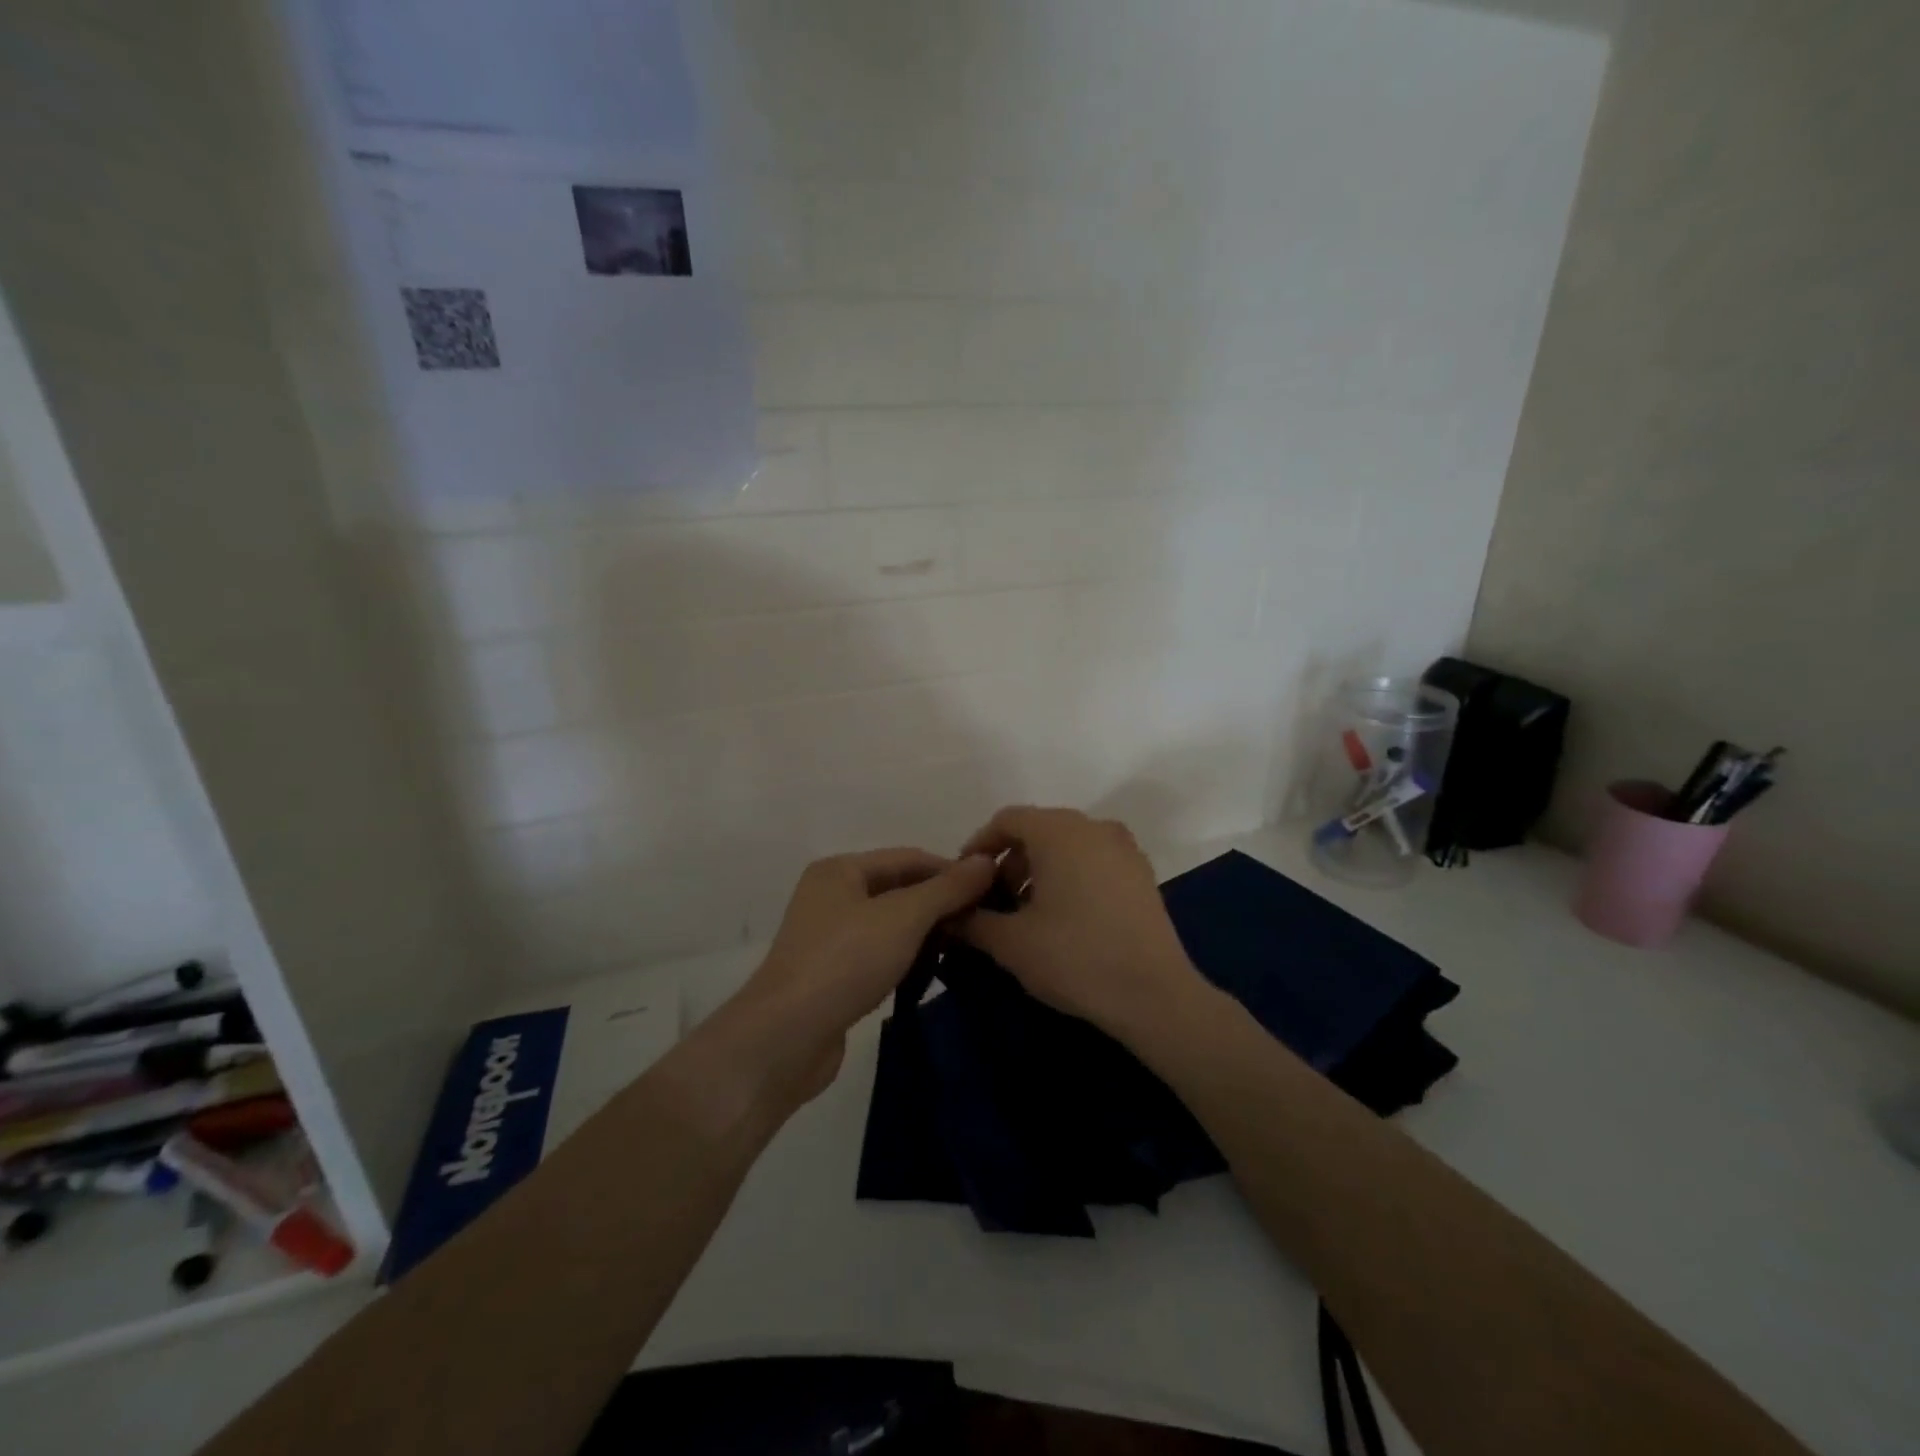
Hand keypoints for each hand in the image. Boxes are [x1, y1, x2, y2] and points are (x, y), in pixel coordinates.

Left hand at [723, 849, 996, 1106]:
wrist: (786, 1037)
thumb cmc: (845, 961)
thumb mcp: (904, 917)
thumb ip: (947, 888)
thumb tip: (987, 861)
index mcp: (840, 870)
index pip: (909, 857)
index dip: (951, 870)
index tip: (993, 890)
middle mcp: (831, 896)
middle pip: (899, 889)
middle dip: (940, 903)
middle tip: (984, 922)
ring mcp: (828, 937)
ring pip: (890, 924)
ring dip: (926, 932)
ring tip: (967, 946)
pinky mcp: (831, 975)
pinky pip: (879, 954)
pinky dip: (906, 957)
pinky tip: (931, 972)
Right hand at [957, 806, 1204, 1040]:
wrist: (1154, 995)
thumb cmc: (1074, 958)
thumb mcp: (1011, 943)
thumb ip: (973, 920)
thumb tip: (950, 914)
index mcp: (1058, 832)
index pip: (1007, 820)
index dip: (979, 846)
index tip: (965, 879)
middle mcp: (1093, 827)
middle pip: (1038, 829)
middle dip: (1010, 860)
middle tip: (994, 900)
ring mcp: (1123, 848)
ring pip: (1067, 844)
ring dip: (1040, 868)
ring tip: (1027, 912)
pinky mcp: (1142, 872)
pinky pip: (1093, 859)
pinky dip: (1070, 874)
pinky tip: (1065, 916)